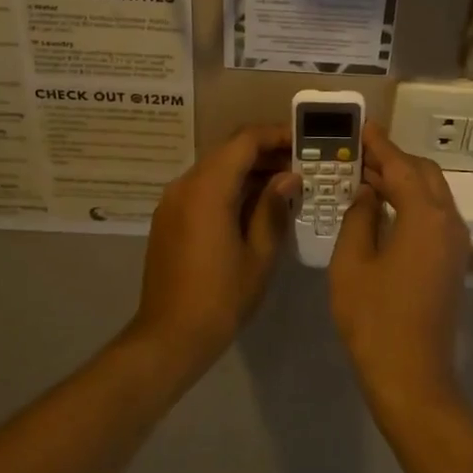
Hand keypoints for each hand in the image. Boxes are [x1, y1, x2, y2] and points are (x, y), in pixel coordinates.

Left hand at [131, 125, 298, 376]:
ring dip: (247, 169)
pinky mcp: (168, 218)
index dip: (276, 135)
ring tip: (284, 184)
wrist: (169, 337)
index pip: (245, 141)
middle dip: (265, 152)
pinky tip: (254, 205)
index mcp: (207, 189)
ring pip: (215, 168)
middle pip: (228, 150)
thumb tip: (288, 177)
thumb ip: (273, 208)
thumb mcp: (258, 254)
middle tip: (300, 164)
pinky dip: (229, 186)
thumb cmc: (221, 298)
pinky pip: (202, 187)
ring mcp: (172, 201)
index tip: (304, 142)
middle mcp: (185, 185)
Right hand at [328, 125, 472, 426]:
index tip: (360, 126)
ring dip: (402, 181)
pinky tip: (382, 208)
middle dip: (393, 160)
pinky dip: (410, 202)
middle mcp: (449, 222)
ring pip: (432, 194)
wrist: (412, 378)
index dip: (379, 144)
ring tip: (364, 176)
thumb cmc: (375, 320)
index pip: (401, 166)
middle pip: (424, 174)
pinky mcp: (452, 262)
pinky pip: (434, 216)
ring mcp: (455, 244)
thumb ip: (359, 217)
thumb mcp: (352, 263)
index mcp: (427, 217)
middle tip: (357, 154)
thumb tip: (367, 193)